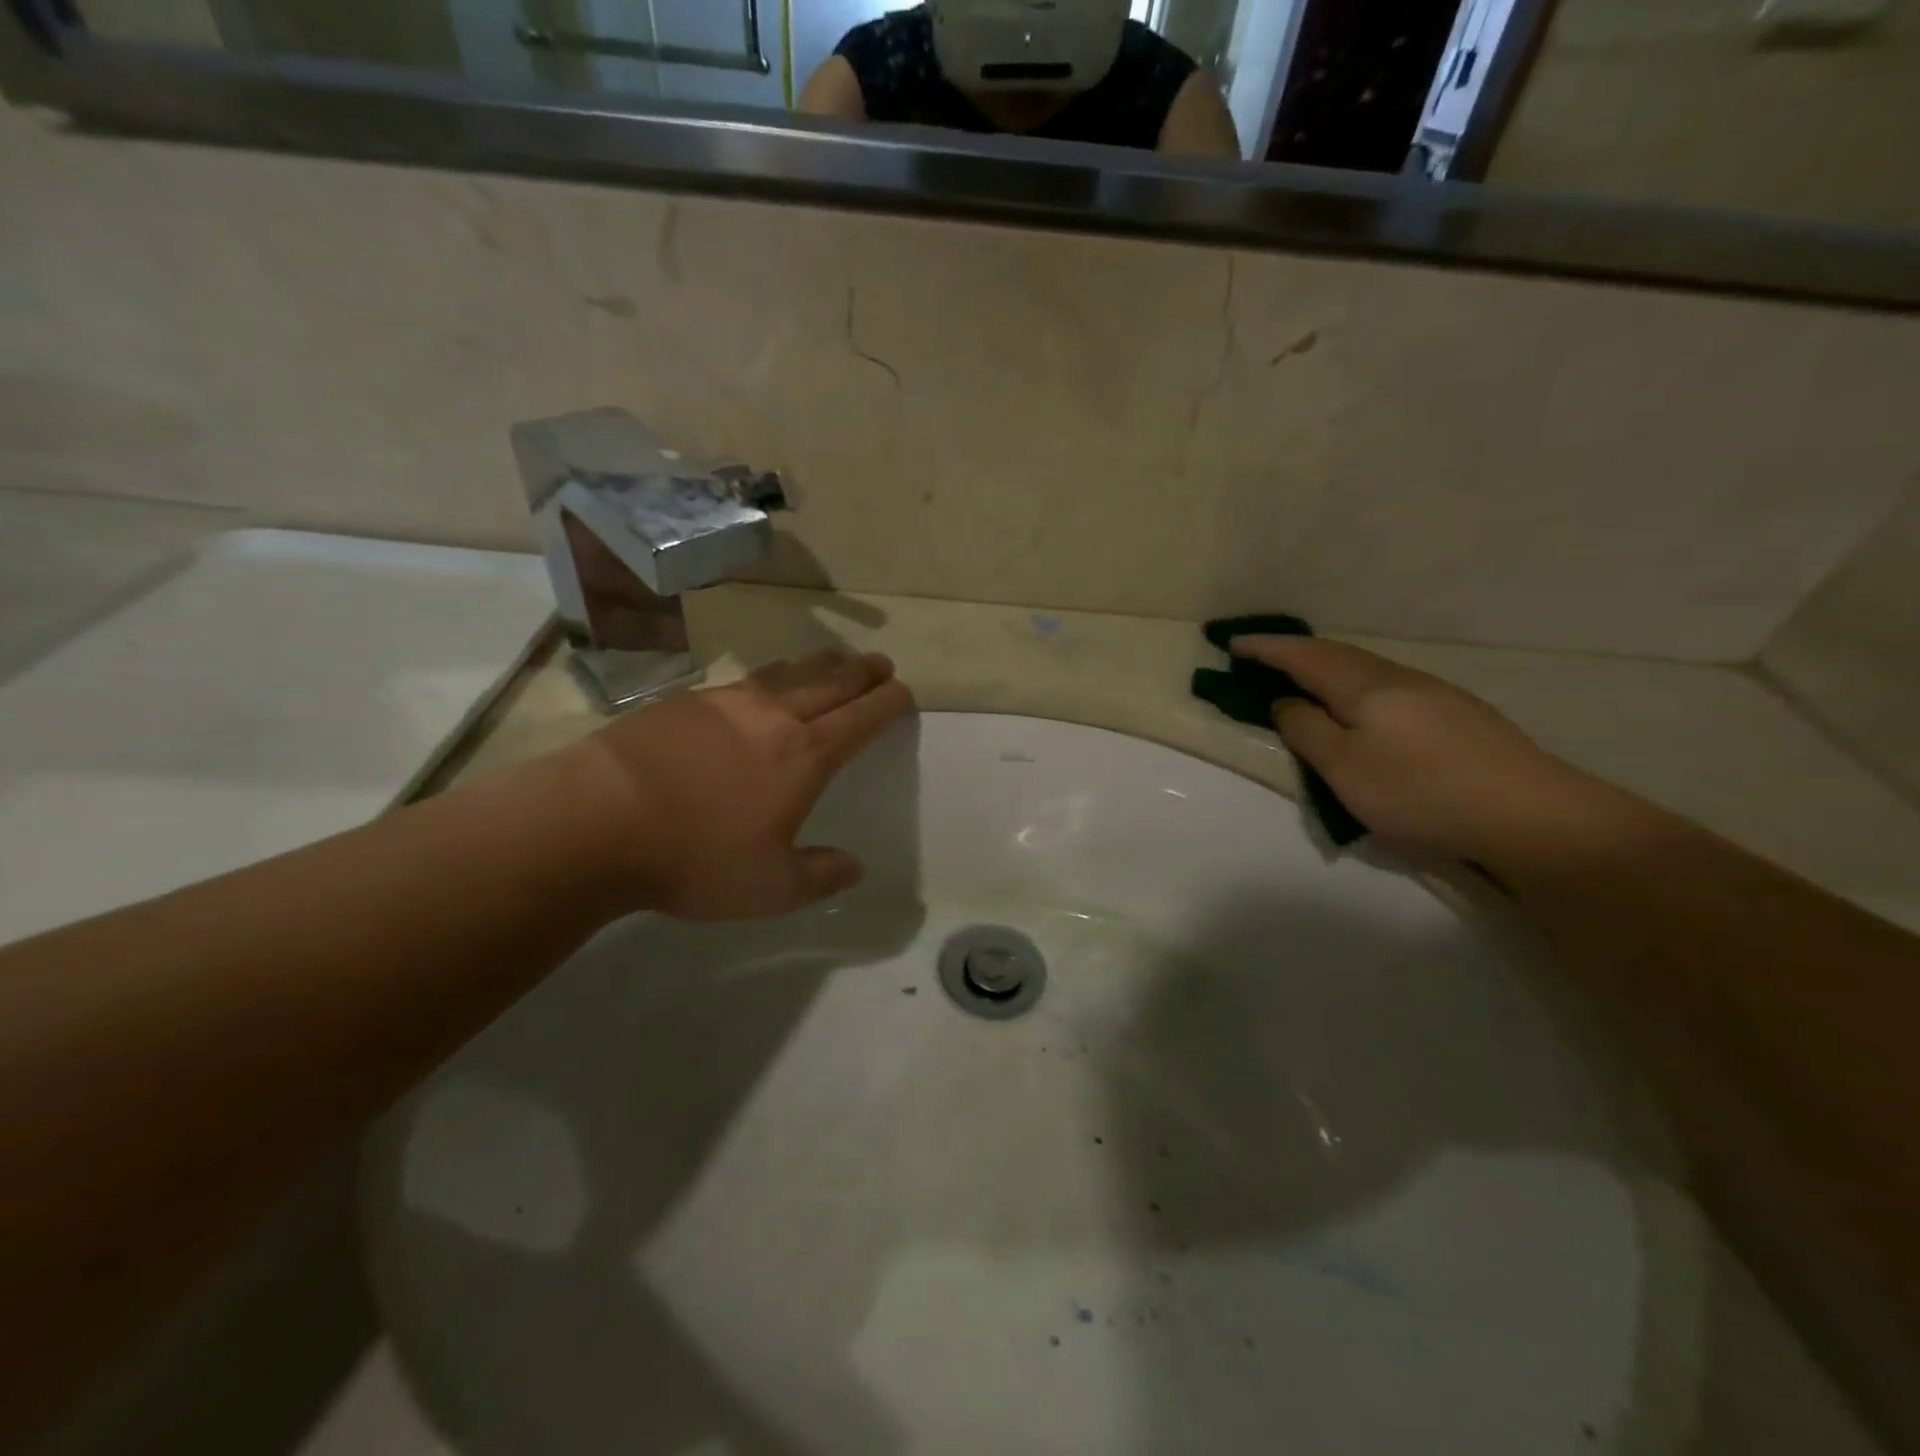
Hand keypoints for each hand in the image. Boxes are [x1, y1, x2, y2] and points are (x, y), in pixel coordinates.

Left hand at [571, 649, 914, 919]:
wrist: (598, 819)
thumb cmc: (696, 857)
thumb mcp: (771, 887)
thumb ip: (820, 876)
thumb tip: (855, 867)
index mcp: (805, 755)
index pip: (862, 718)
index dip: (888, 703)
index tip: (904, 693)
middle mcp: (774, 717)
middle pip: (831, 682)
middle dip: (863, 672)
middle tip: (882, 663)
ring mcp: (728, 703)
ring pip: (790, 672)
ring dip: (821, 664)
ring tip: (837, 659)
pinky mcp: (687, 702)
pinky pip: (746, 679)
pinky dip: (772, 674)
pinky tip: (765, 681)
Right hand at [1232, 636, 1599, 863]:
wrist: (1531, 816)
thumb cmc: (1420, 791)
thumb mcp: (1344, 768)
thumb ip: (1306, 730)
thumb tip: (1285, 703)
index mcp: (1365, 686)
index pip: (1304, 656)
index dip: (1266, 648)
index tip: (1232, 642)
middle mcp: (1398, 679)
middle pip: (1336, 656)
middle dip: (1294, 654)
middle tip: (1260, 658)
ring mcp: (1433, 695)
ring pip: (1364, 671)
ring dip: (1325, 670)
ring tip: (1302, 681)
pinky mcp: (1456, 716)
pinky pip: (1385, 688)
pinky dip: (1353, 689)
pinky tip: (1358, 709)